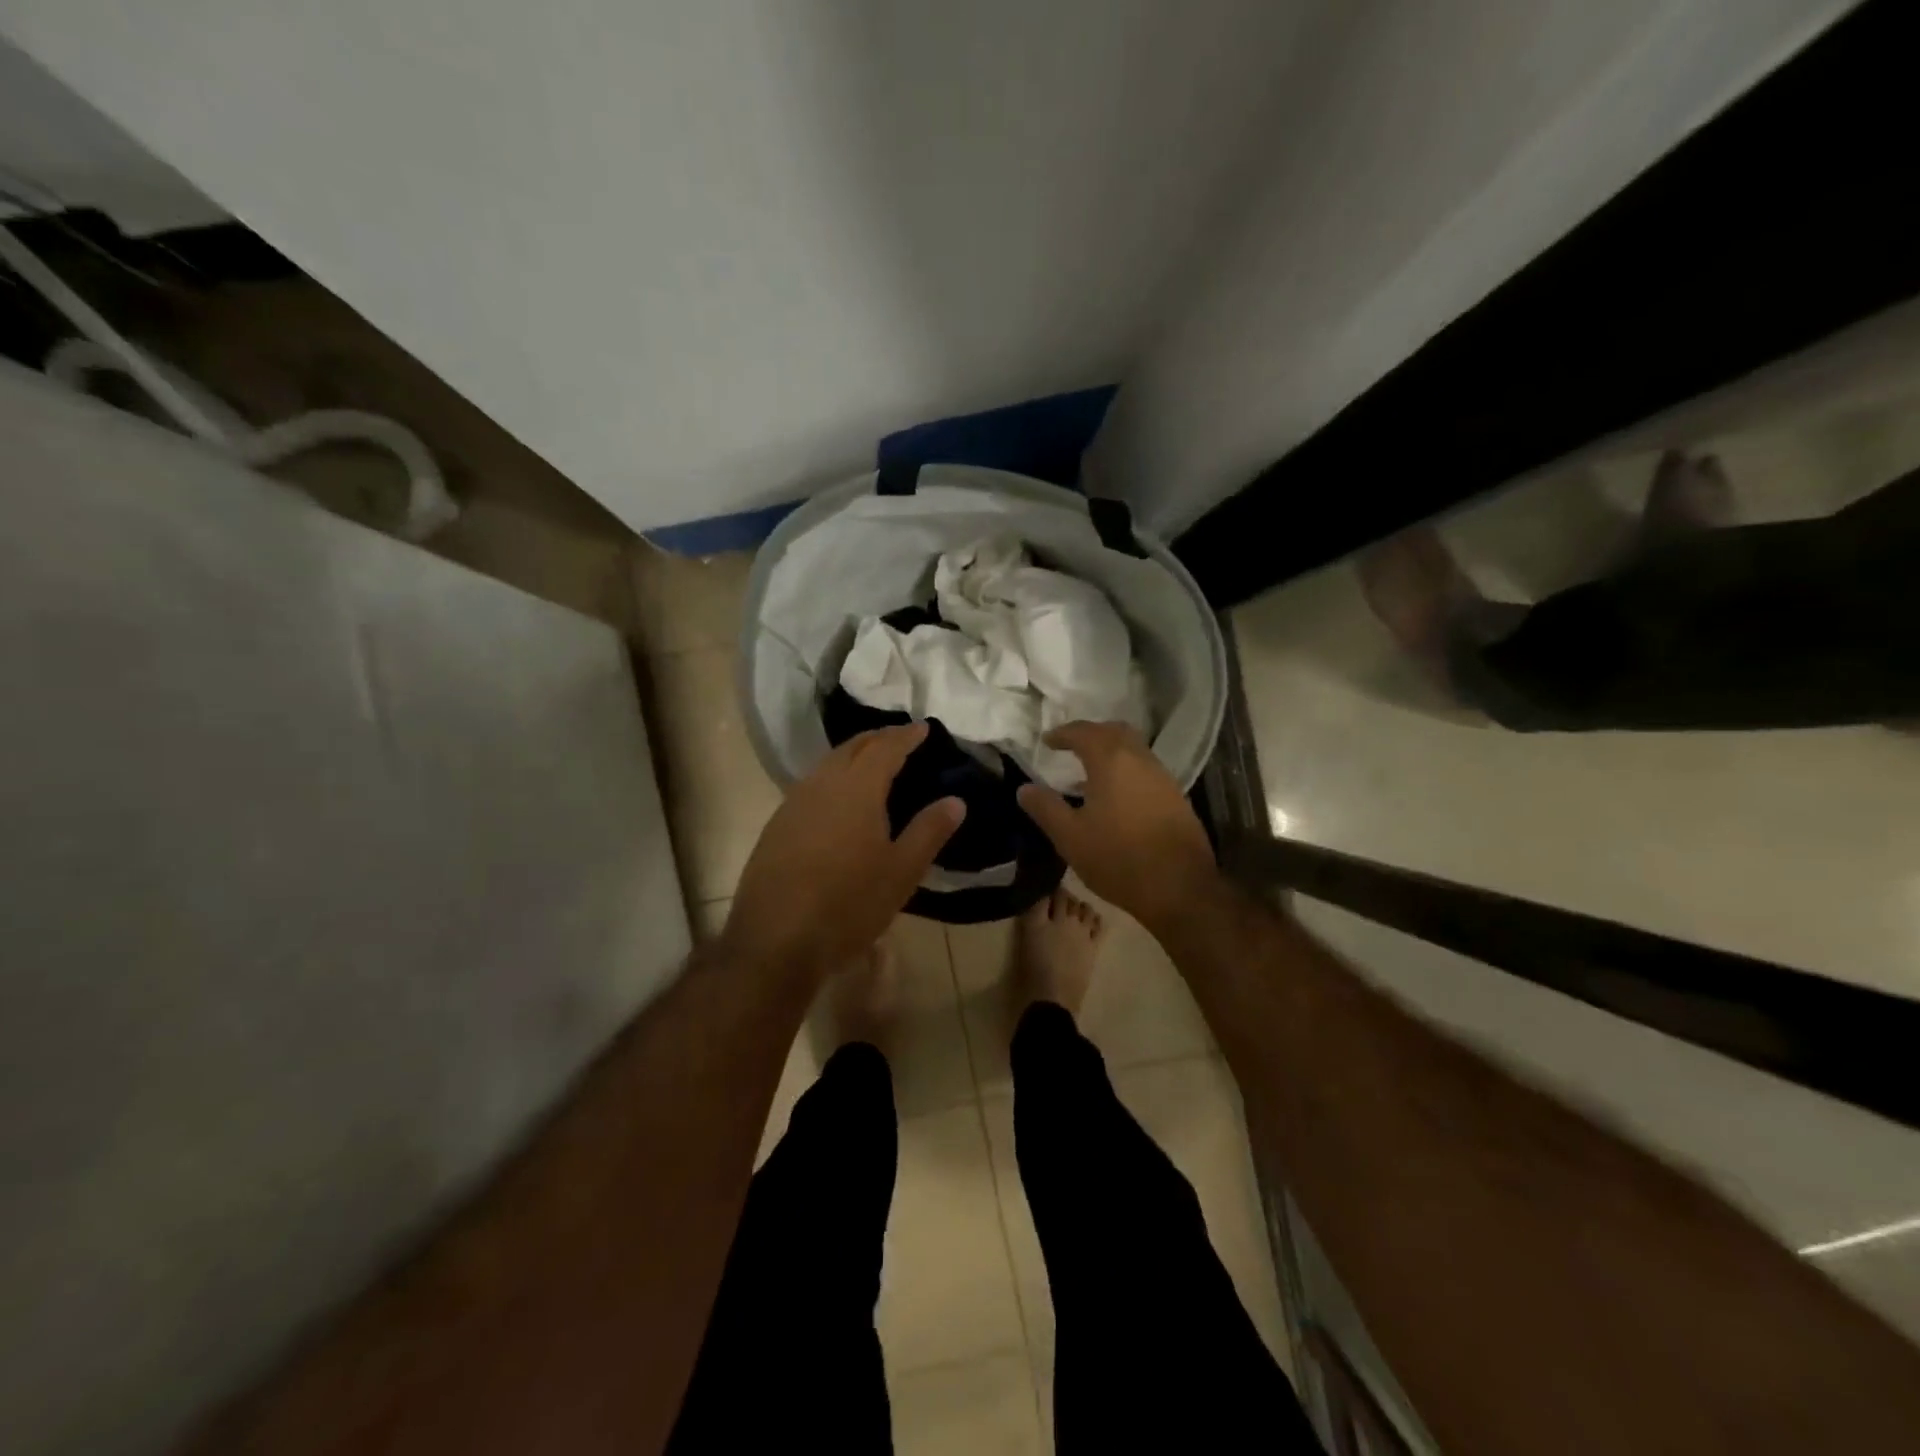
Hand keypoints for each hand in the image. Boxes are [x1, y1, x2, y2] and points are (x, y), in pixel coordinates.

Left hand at [719, 723, 963, 986]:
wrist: (775, 940)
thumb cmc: (849, 904)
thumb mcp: (901, 872)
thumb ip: (929, 831)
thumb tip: (956, 801)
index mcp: (857, 789)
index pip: (885, 748)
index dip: (905, 735)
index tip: (923, 727)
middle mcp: (821, 785)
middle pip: (851, 748)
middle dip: (877, 739)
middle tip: (899, 739)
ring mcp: (793, 804)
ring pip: (827, 765)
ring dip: (852, 757)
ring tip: (872, 764)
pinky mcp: (776, 827)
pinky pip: (810, 787)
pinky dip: (832, 780)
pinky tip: (838, 801)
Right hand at [1016, 721, 1217, 934]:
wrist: (1180, 888)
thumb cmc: (1118, 859)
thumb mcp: (1070, 837)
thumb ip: (1045, 808)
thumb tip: (1024, 788)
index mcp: (1111, 761)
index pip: (1083, 732)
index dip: (1063, 733)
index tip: (1047, 741)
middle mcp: (1140, 760)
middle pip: (1114, 731)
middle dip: (1090, 733)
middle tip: (1070, 746)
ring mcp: (1163, 777)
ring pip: (1134, 749)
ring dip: (1111, 751)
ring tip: (1089, 772)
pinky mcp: (1176, 797)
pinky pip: (1146, 769)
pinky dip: (1126, 769)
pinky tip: (1116, 796)